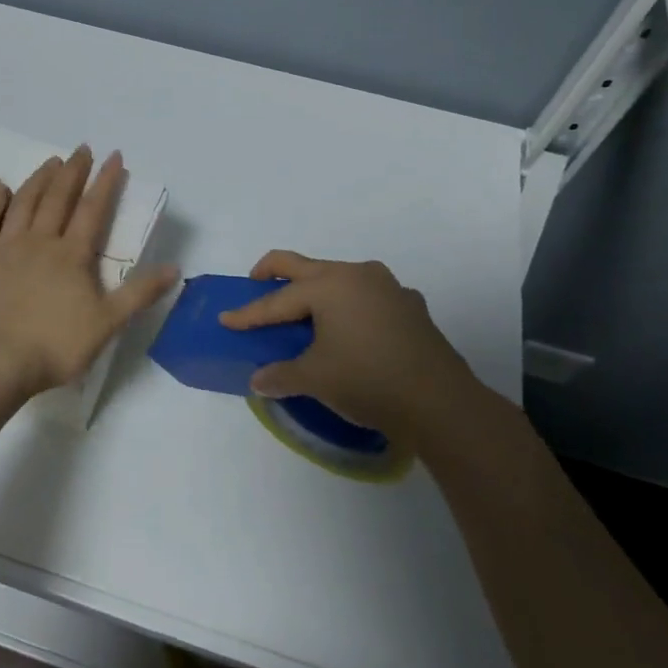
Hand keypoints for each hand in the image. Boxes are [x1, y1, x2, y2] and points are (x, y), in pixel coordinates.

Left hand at [0, 146, 178, 397]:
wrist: (0, 363)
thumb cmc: (58, 345)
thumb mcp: (108, 322)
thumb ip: (140, 293)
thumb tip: (175, 268)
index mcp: (72, 254)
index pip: (93, 209)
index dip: (106, 181)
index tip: (114, 157)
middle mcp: (39, 242)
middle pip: (57, 198)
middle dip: (73, 171)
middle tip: (82, 149)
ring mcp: (5, 249)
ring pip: (23, 204)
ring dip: (38, 179)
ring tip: (50, 161)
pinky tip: (1, 189)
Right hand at [218, 251, 483, 435]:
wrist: (441, 402)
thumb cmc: (368, 380)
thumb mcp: (316, 379)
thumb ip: (281, 375)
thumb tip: (258, 381)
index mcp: (329, 285)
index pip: (278, 300)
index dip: (249, 313)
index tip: (226, 319)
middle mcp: (357, 275)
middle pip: (304, 266)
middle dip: (275, 271)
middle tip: (255, 281)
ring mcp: (388, 287)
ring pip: (340, 278)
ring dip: (317, 289)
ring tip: (305, 311)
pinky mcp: (410, 306)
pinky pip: (368, 296)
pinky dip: (349, 306)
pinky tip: (351, 328)